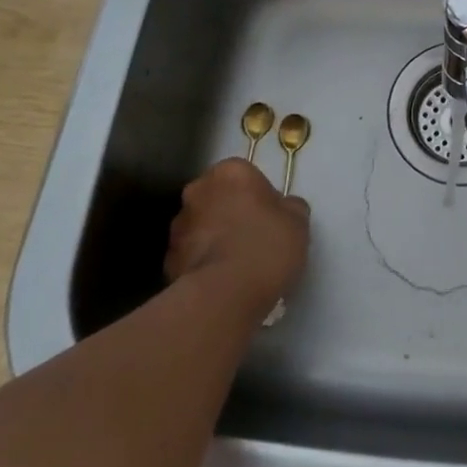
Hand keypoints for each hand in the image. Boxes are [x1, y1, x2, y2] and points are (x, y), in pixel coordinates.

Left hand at [165, 159, 309, 315]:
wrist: (225, 294)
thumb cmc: (266, 245)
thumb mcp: (298, 221)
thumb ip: (290, 207)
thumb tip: (284, 208)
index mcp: (230, 172)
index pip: (244, 174)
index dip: (259, 195)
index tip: (270, 216)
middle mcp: (198, 191)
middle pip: (218, 197)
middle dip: (230, 211)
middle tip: (253, 236)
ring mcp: (178, 225)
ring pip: (201, 225)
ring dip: (214, 236)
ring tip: (236, 263)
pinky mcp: (167, 259)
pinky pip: (191, 254)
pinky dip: (202, 261)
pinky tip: (222, 280)